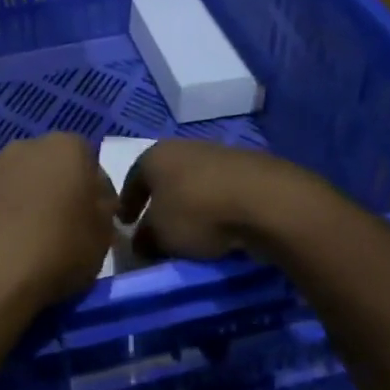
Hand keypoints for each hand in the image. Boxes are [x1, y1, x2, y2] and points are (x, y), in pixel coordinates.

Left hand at [0, 133, 117, 318]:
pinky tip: (4, 244)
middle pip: (51, 165)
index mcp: (67, 147)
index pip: (90, 161)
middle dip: (58, 189)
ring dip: (25, 200)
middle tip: (63, 226)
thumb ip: (103, 210)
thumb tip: (95, 203)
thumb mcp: (103, 236)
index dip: (95, 192)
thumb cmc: (58, 250)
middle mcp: (26, 145)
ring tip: (29, 238)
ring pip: (19, 180)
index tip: (95, 220)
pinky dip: (0, 214)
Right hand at [120, 140, 318, 261]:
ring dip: (191, 205)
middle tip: (158, 228)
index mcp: (155, 155)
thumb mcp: (159, 235)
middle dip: (160, 202)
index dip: (127, 204)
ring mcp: (220, 154)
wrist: (265, 200)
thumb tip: (141, 243)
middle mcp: (184, 147)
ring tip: (192, 232)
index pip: (132, 179)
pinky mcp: (249, 168)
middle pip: (165, 178)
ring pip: (195, 183)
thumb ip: (144, 239)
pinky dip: (217, 207)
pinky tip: (221, 227)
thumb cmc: (197, 212)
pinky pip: (222, 191)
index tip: (125, 224)